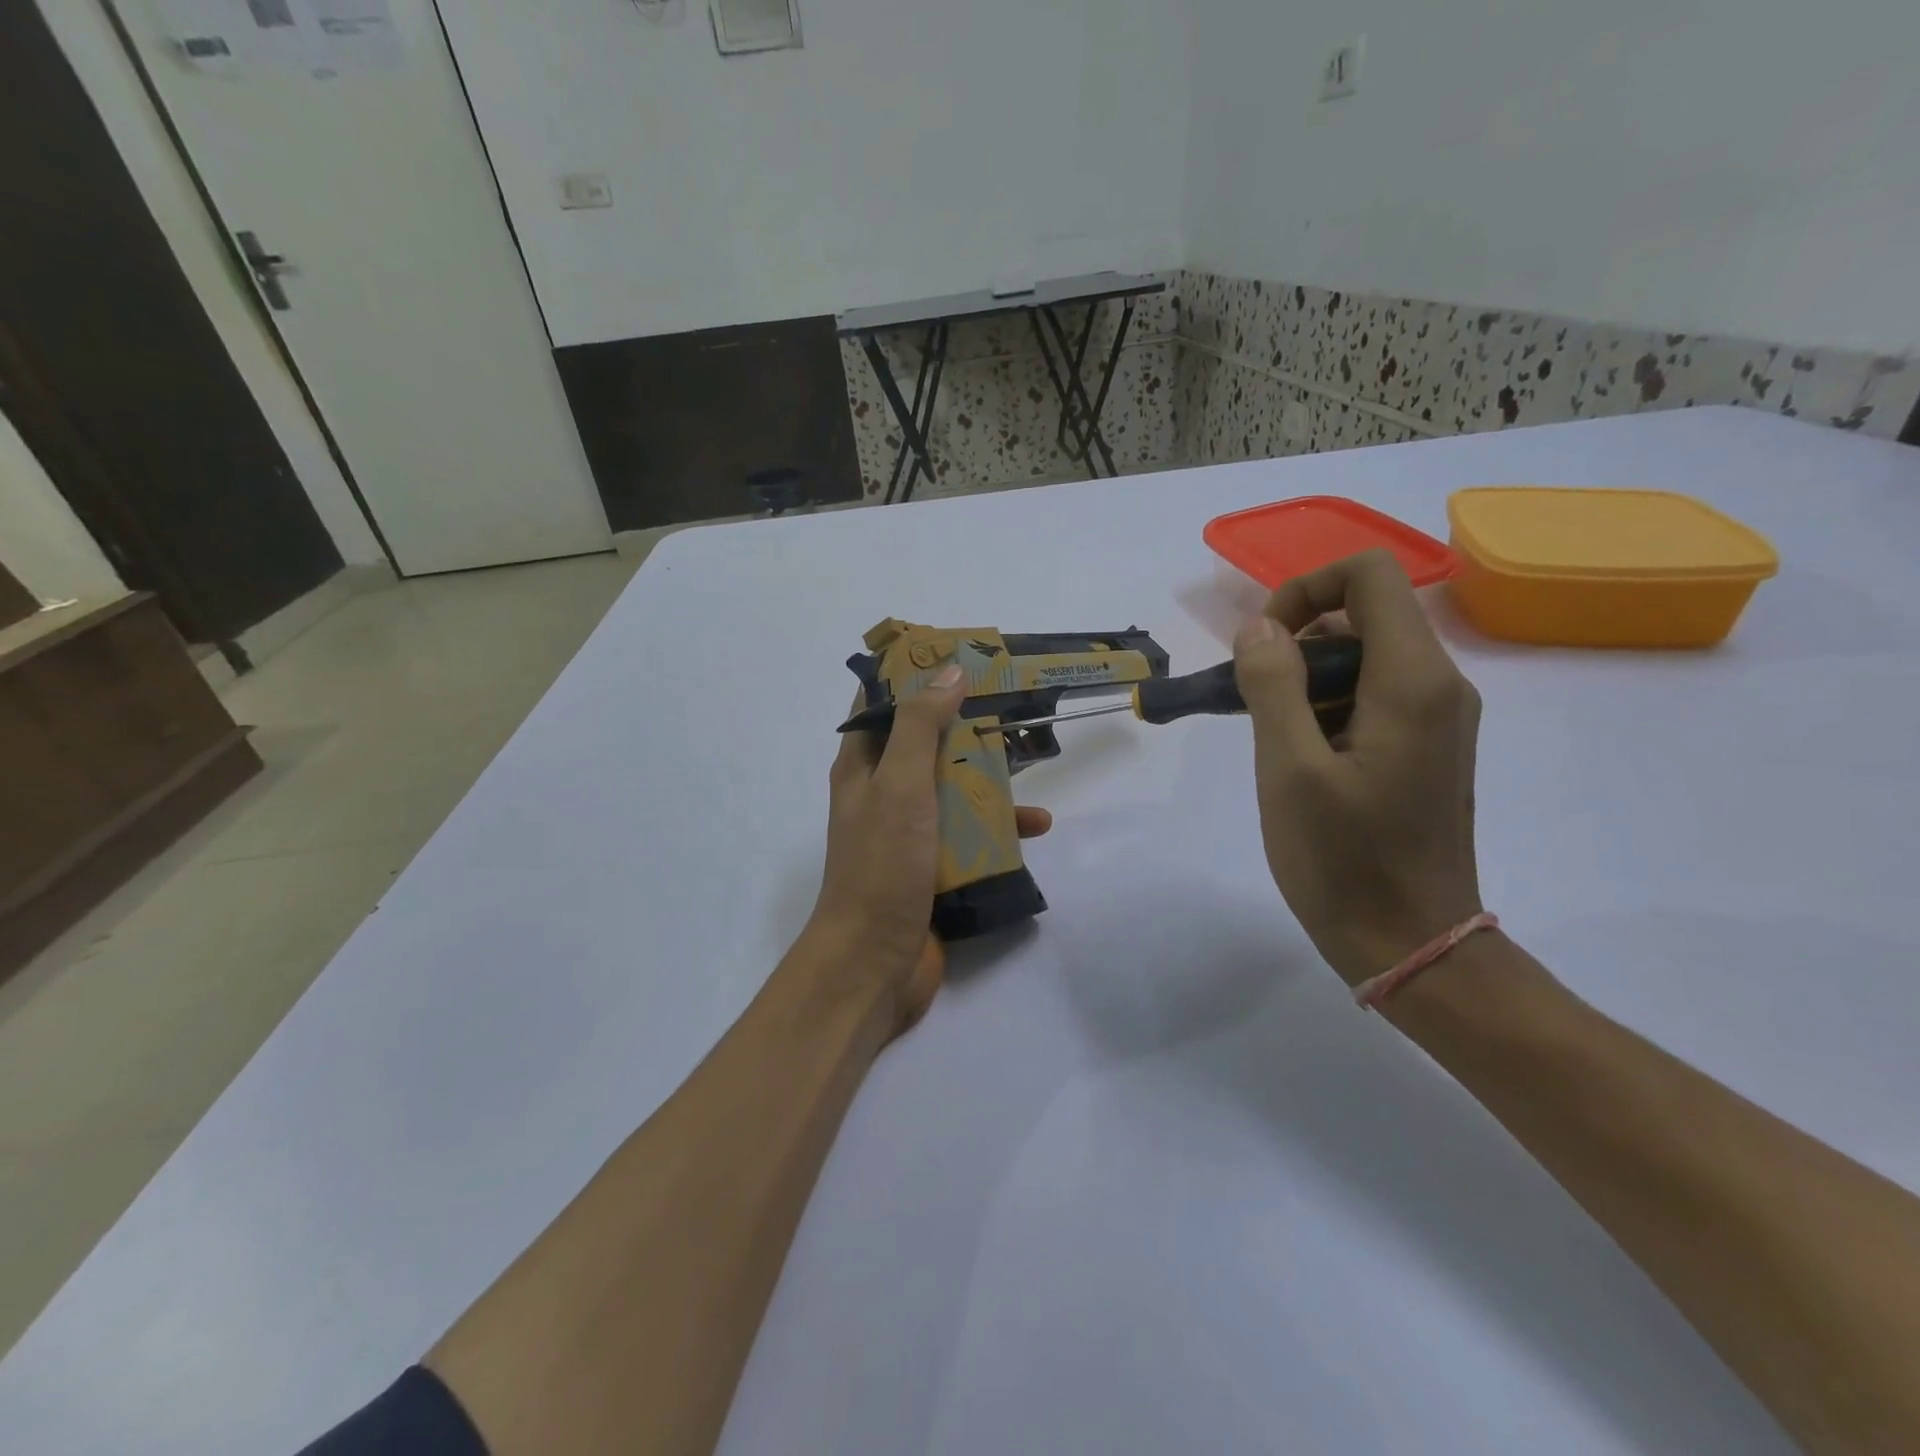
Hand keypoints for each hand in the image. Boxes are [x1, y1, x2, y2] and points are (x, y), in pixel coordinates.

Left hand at [806, 665, 1052, 1037]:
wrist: (874, 963)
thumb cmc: (881, 864)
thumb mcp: (899, 784)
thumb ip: (919, 726)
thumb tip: (948, 671)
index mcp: (862, 766)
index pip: (879, 703)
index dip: (911, 674)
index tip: (955, 656)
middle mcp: (883, 793)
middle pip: (926, 743)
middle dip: (965, 723)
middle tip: (1010, 703)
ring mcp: (909, 832)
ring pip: (952, 787)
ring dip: (988, 775)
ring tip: (1033, 758)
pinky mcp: (933, 866)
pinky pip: (969, 834)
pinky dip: (999, 827)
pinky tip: (1035, 827)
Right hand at [1233, 550, 1483, 985]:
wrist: (1411, 944)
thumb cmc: (1344, 860)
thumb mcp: (1289, 769)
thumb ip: (1272, 685)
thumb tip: (1261, 627)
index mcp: (1413, 680)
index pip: (1369, 574)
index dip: (1304, 589)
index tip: (1261, 645)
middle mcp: (1439, 685)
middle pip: (1363, 615)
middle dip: (1295, 642)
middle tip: (1249, 701)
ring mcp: (1438, 719)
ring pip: (1364, 657)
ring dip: (1304, 678)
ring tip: (1269, 738)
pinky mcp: (1426, 748)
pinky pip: (1372, 696)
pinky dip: (1325, 705)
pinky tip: (1297, 758)